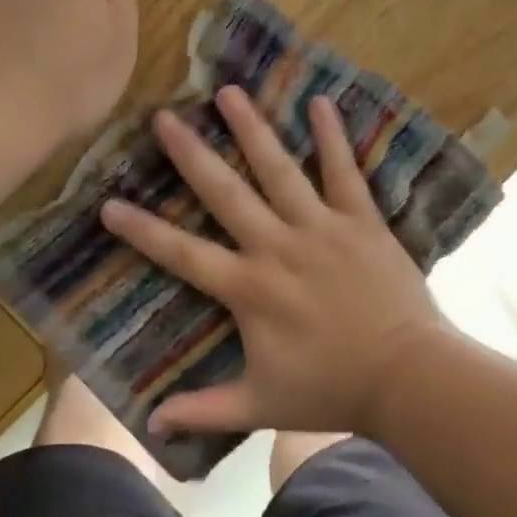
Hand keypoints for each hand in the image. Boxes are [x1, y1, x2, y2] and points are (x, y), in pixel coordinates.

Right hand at [100, 86, 451, 438]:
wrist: (408, 378)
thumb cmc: (332, 390)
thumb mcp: (261, 405)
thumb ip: (204, 410)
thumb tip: (150, 425)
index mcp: (249, 288)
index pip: (182, 254)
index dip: (142, 230)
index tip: (108, 204)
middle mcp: (277, 247)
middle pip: (225, 193)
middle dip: (191, 154)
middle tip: (164, 117)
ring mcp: (320, 228)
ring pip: (279, 170)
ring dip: (252, 129)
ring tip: (228, 91)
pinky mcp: (360, 221)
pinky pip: (344, 172)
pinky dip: (332, 137)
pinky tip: (320, 102)